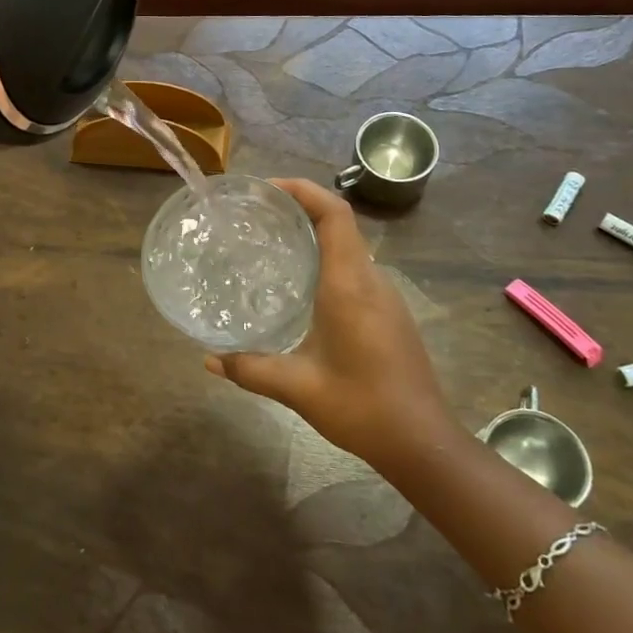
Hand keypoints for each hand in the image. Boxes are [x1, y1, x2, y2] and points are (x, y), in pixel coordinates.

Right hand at [205, 178, 462, 475]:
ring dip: (313, 235)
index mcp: (350, 285)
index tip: (266, 188)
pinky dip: (326, 259)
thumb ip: (249, 369)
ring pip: (348, 247)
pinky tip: (299, 286)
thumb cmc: (362, 407)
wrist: (424, 444)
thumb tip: (208, 360)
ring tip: (270, 244)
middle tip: (256, 215)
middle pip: (340, 224)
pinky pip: (355, 269)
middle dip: (299, 208)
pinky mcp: (389, 314)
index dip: (303, 190)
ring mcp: (386, 297)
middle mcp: (371, 280)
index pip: (334, 214)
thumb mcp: (297, 387)